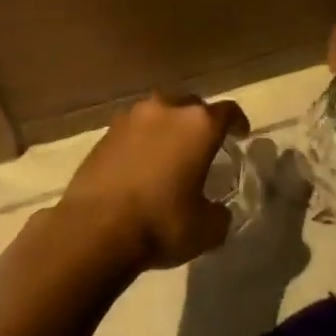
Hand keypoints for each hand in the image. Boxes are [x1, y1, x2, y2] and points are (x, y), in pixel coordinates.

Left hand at [58, 94, 249, 270]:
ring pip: (157, 115)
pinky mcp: (102, 135)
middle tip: (202, 145)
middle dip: (199, 122)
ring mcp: (129, 119)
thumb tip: (216, 211)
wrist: (94, 229)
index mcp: (198, 125)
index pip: (227, 112)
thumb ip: (219, 214)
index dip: (237, 122)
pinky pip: (132, 131)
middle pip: (189, 106)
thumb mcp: (207, 229)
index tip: (240, 134)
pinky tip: (140, 166)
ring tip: (168, 154)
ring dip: (166, 129)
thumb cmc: (161, 223)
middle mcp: (164, 110)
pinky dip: (141, 143)